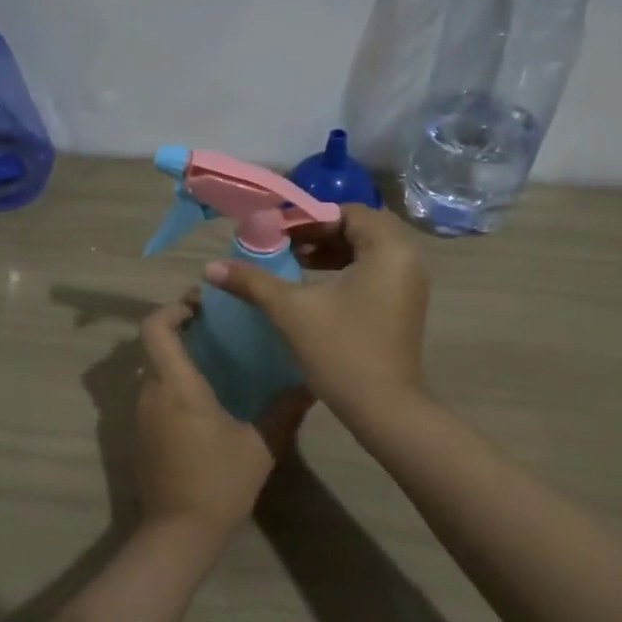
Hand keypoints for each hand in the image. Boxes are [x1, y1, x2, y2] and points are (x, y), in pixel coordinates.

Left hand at [136, 293, 309, 543]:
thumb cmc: (219, 483)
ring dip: (178, 357)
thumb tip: (311, 384)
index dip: (173, 308)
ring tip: (218, 359)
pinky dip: (174, 383)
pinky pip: (155, 394)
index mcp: (176, 386)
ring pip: (154, 370)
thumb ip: (285, 410)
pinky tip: (207, 398)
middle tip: (218, 326)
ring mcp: (142, 416)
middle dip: (181, 329)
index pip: (155, 328)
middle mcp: (151, 393)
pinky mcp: (143, 435)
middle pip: (154, 345)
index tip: (202, 304)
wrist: (179, 534)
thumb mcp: (260, 445)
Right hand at [204, 204, 429, 411]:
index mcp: (388, 249)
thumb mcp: (291, 310)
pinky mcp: (405, 305)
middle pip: (361, 228)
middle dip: (321, 232)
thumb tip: (210, 267)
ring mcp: (410, 284)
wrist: (383, 409)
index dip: (310, 218)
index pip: (348, 212)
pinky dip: (347, 269)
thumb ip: (252, 282)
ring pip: (369, 250)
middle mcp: (407, 259)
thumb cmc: (340, 351)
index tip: (277, 232)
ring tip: (296, 262)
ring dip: (333, 251)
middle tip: (286, 245)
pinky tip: (316, 286)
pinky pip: (376, 271)